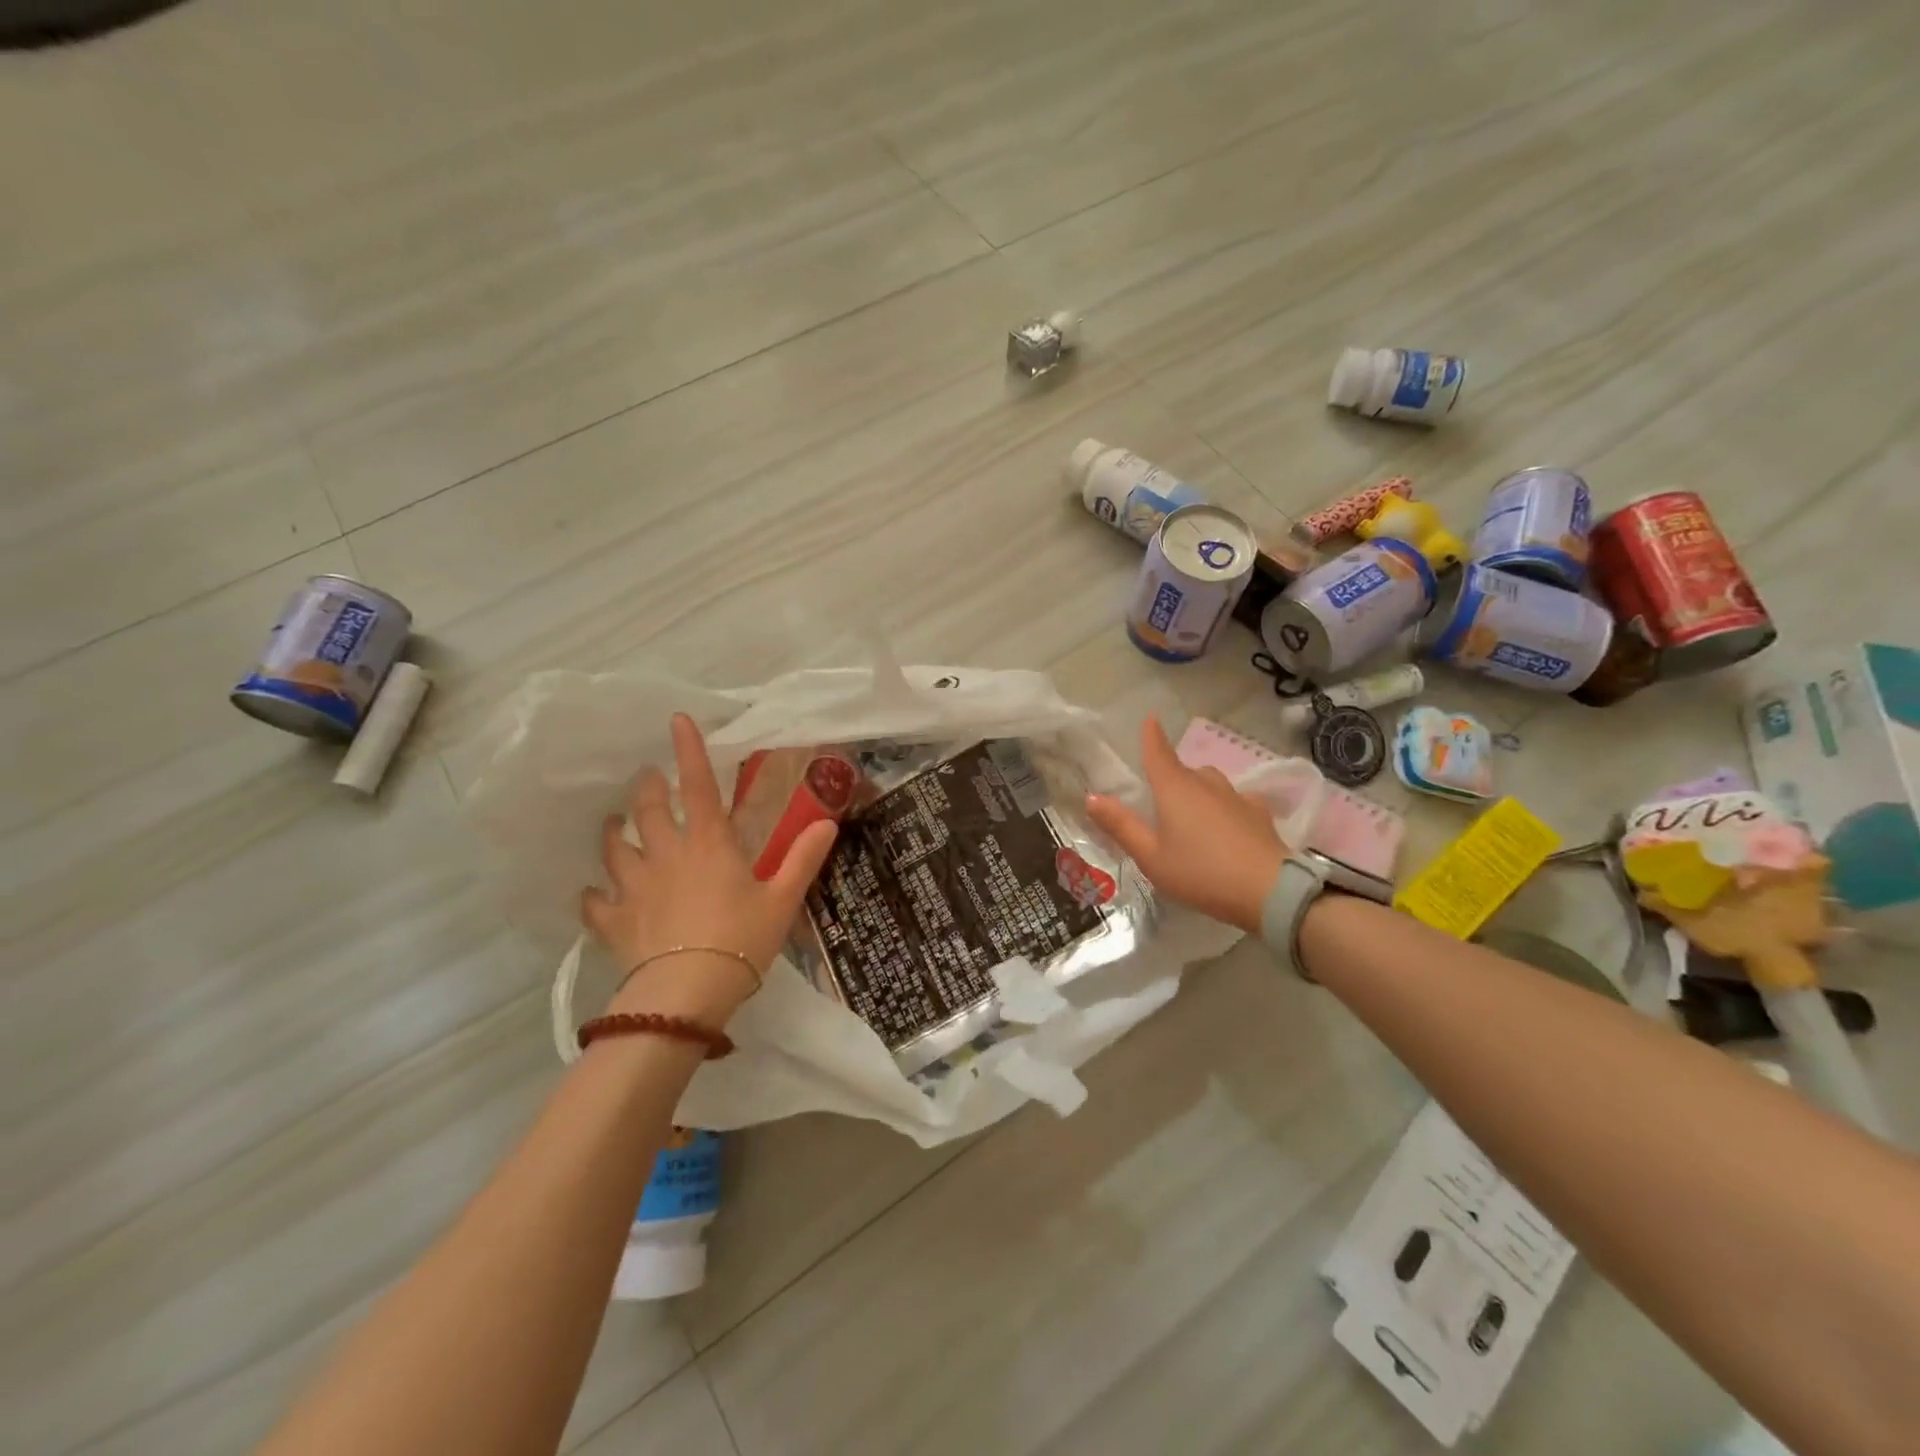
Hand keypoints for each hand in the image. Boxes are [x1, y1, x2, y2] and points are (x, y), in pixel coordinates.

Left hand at [582, 715, 838, 1022]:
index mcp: (709, 844)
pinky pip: (596, 902)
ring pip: (615, 848)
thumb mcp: (782, 900)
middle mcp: (666, 855)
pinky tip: (594, 894)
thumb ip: (803, 859)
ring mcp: (635, 887)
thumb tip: (828, 823)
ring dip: (614, 833)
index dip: (689, 751)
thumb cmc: (741, 940)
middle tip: (647, 779)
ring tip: (614, 824)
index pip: (698, 786)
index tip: (676, 720)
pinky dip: (594, 895)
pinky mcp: (615, 921)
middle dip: (647, 789)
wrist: (687, 993)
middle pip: (648, 810)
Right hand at [1084, 716, 1289, 933]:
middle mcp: (1206, 784)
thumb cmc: (1201, 873)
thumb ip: (1122, 826)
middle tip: (1160, 805)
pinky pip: (1234, 800)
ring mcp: (1236, 796)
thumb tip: (1092, 797)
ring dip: (1198, 791)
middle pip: (1184, 770)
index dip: (1151, 736)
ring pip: (1210, 783)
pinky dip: (1224, 807)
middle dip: (1171, 778)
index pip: (1158, 753)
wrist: (1271, 891)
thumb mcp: (1152, 857)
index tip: (1150, 718)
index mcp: (1175, 789)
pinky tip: (1226, 828)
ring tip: (1192, 817)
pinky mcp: (1260, 813)